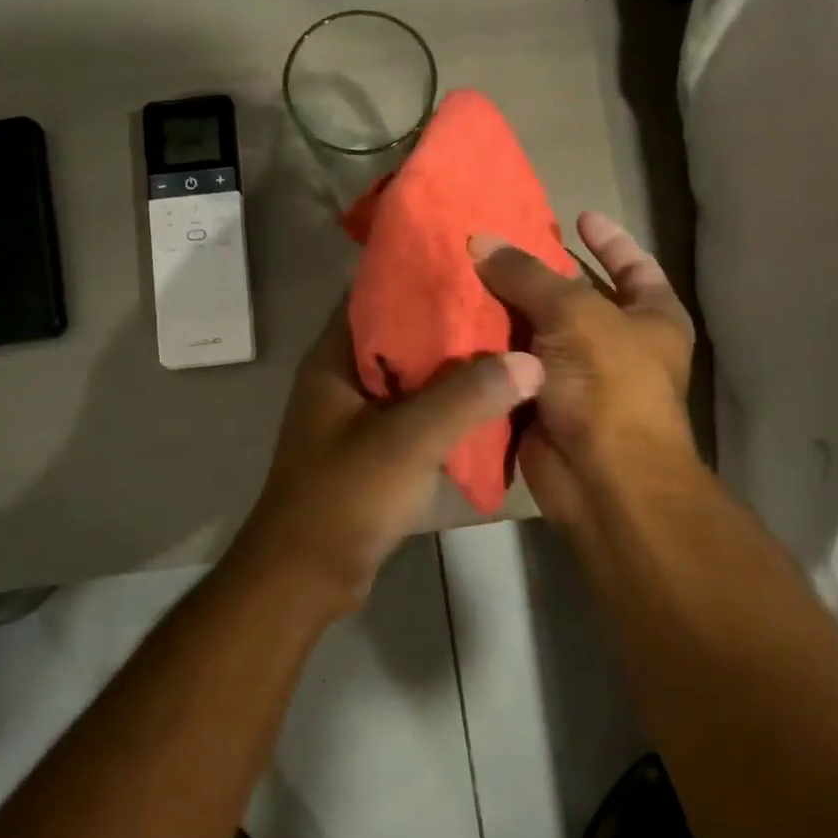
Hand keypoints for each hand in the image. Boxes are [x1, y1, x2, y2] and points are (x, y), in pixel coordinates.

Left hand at [229, 302, 544, 614]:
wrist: (307, 575)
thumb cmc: (344, 498)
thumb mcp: (406, 442)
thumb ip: (466, 398)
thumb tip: (530, 361)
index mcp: (335, 359)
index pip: (376, 294)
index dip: (422, 274)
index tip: (477, 262)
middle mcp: (345, 378)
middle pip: (402, 334)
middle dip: (452, 320)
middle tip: (510, 303)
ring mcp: (360, 415)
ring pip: (415, 376)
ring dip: (456, 366)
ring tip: (513, 344)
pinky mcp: (376, 448)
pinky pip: (419, 413)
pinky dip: (451, 405)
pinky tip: (494, 400)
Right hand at [470, 211, 696, 530]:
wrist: (601, 477)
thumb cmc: (609, 383)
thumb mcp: (574, 313)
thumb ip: (527, 274)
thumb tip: (481, 240)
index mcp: (652, 316)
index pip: (632, 264)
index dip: (607, 239)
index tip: (576, 214)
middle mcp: (619, 344)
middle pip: (576, 297)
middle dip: (538, 274)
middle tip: (495, 245)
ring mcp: (580, 378)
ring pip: (537, 334)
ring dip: (505, 312)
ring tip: (464, 275)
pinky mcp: (543, 405)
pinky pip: (513, 369)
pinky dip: (489, 352)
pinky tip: (455, 324)